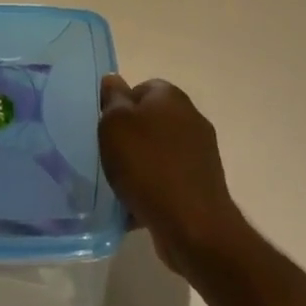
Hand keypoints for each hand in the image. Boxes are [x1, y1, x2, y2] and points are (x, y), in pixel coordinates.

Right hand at [98, 75, 248, 274]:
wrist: (193, 226)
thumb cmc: (148, 167)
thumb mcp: (116, 125)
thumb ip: (113, 99)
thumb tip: (113, 80)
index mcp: (171, 97)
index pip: (140, 88)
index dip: (118, 105)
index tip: (103, 127)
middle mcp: (190, 118)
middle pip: (149, 120)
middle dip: (128, 137)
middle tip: (106, 156)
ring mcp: (200, 153)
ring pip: (157, 152)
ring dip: (138, 165)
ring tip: (117, 185)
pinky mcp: (202, 184)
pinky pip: (168, 179)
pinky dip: (152, 189)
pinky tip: (135, 206)